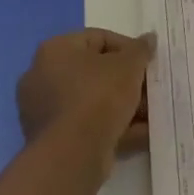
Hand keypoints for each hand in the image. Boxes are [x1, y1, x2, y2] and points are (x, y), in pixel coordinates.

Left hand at [16, 29, 155, 170]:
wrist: (73, 156)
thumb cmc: (98, 96)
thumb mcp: (129, 65)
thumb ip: (141, 49)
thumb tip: (148, 39)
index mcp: (55, 50)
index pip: (98, 38)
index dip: (128, 48)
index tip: (146, 62)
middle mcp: (42, 77)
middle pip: (95, 72)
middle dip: (126, 81)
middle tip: (149, 88)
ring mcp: (44, 112)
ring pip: (93, 102)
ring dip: (123, 106)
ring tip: (151, 114)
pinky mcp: (52, 141)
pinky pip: (87, 126)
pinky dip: (113, 127)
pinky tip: (142, 134)